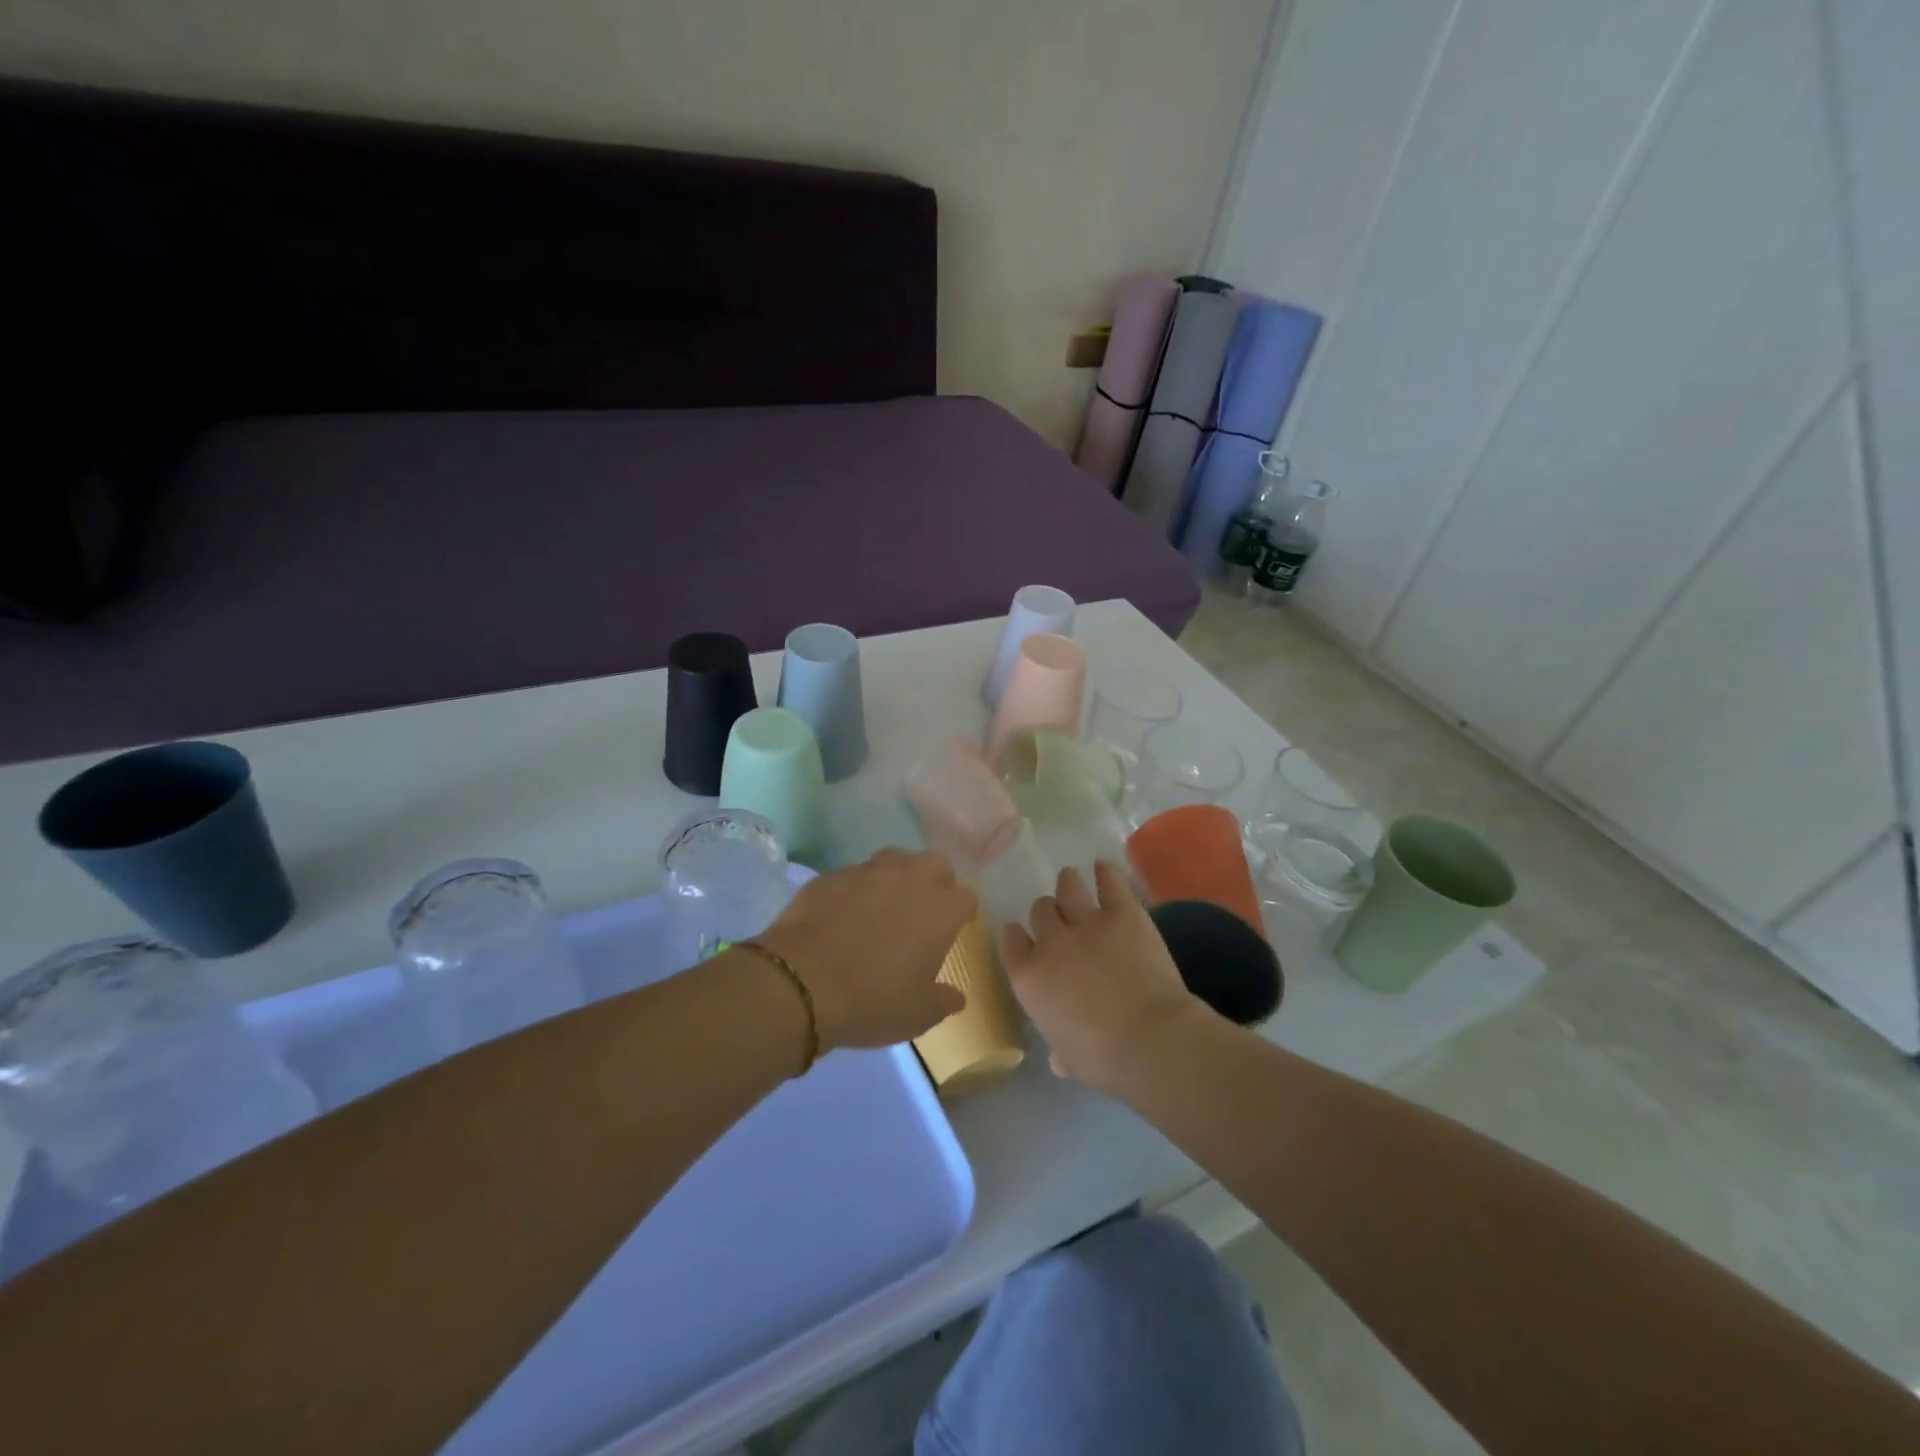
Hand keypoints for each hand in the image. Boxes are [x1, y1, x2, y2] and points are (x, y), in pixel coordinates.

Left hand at [757, 849, 975, 1051]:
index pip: (966, 895)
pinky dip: (858, 888)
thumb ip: (943, 1001)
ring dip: (898, 876)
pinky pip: (855, 873)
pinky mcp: (832, 875)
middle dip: (936, 880)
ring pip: (895, 859)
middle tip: (924, 908)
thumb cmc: (872, 1000)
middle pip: (935, 862)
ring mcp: (867, 872)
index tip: (955, 926)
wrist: (800, 983)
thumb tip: (956, 997)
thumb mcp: (917, 1015)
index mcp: (939, 910)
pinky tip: (846, 911)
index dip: (962, 910)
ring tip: (886, 903)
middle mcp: (909, 879)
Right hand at [1000, 861, 1199, 1091]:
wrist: (1151, 1039)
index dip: (1018, 935)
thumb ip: (1060, 1049)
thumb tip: (1059, 1059)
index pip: (1011, 940)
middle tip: (1060, 919)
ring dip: (1068, 883)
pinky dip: (1104, 873)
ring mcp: (1086, 922)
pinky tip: (1103, 867)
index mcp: (1029, 977)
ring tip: (1072, 881)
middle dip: (1048, 913)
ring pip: (1068, 887)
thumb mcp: (1070, 1059)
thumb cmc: (1103, 1059)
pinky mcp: (1123, 912)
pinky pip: (1108, 882)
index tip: (1024, 936)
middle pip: (1040, 910)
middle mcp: (1051, 941)